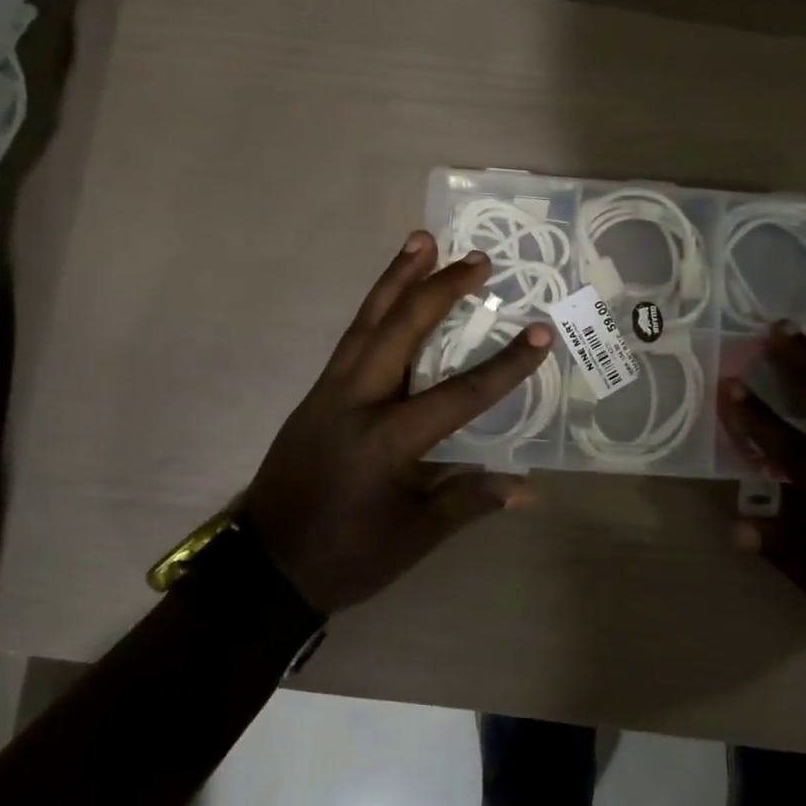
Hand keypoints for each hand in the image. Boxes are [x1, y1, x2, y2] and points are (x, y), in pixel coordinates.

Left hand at [244, 231, 550, 613]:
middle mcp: (356, 401)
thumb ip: (469, 501)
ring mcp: (330, 391)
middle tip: (477, 260)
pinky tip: (390, 294)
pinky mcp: (317, 393)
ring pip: (367, 321)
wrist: (265, 564)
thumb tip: (528, 488)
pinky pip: (352, 337)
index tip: (540, 333)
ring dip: (397, 279)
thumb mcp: (414, 537)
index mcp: (386, 440)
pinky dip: (375, 307)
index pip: (459, 394)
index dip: (505, 365)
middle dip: (440, 290)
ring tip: (421, 241)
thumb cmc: (346, 555)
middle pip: (401, 330)